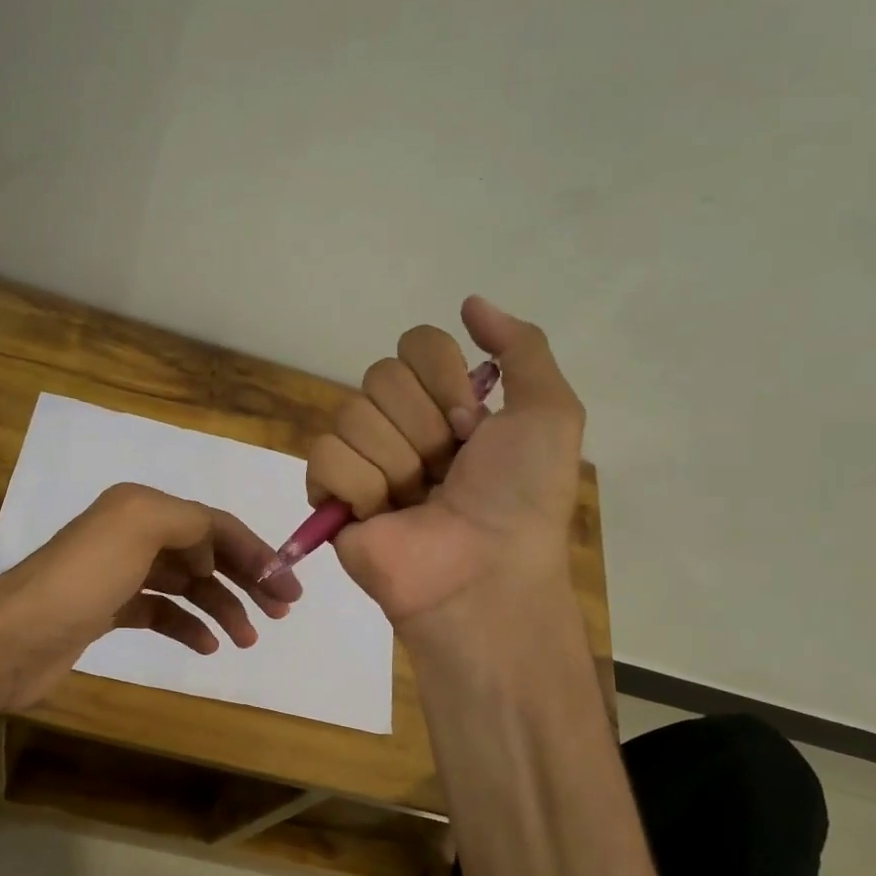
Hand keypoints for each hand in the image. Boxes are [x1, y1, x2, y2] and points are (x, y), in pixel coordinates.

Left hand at [0, 482, 301, 711]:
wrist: (13, 639)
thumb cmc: (82, 581)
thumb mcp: (140, 526)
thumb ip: (190, 522)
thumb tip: (214, 547)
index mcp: (142, 508)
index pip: (214, 524)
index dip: (256, 552)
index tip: (288, 588)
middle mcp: (132, 534)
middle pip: (206, 553)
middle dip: (247, 579)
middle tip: (281, 612)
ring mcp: (119, 575)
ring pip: (188, 586)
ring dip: (223, 607)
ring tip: (248, 638)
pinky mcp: (109, 611)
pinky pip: (163, 613)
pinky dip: (189, 626)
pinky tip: (208, 646)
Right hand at [306, 296, 583, 643]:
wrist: (485, 573)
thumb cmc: (522, 497)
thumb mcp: (550, 413)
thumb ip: (521, 346)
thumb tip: (470, 302)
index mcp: (446, 405)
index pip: (416, 345)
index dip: (444, 379)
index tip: (471, 425)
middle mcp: (402, 426)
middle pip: (381, 376)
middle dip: (423, 427)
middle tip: (447, 471)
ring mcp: (363, 461)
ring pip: (352, 415)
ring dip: (398, 462)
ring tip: (418, 501)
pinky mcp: (331, 496)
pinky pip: (325, 456)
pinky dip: (360, 486)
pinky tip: (382, 515)